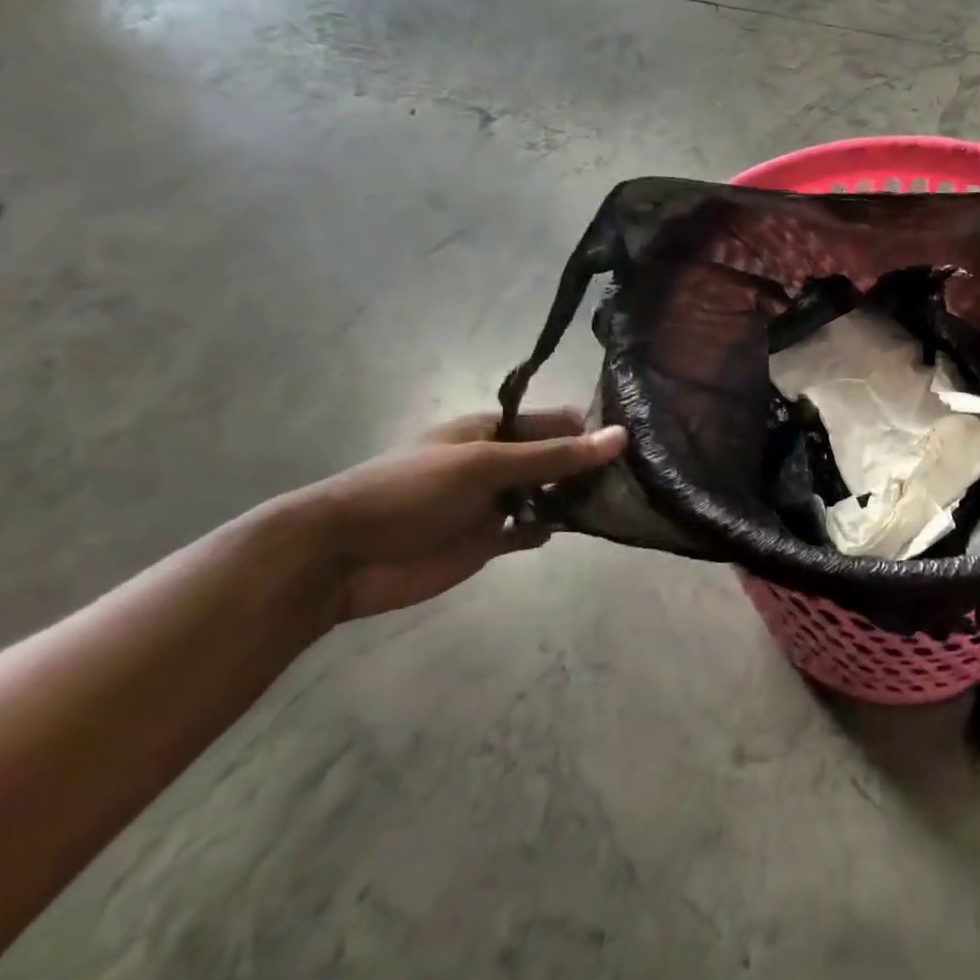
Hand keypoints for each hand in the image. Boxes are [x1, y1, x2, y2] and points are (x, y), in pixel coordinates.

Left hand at [293, 410, 627, 623]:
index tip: (635, 445)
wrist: (342, 557)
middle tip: (638, 479)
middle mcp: (499, 462)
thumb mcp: (485, 465)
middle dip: (591, 467)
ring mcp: (495, 502)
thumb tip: (620, 436)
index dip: (592, 430)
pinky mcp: (489, 540)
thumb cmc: (410, 492)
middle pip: (559, 459)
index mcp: (493, 430)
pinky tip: (566, 531)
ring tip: (617, 506)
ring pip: (550, 496)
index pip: (557, 422)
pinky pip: (531, 530)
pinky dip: (549, 529)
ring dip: (575, 500)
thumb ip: (554, 456)